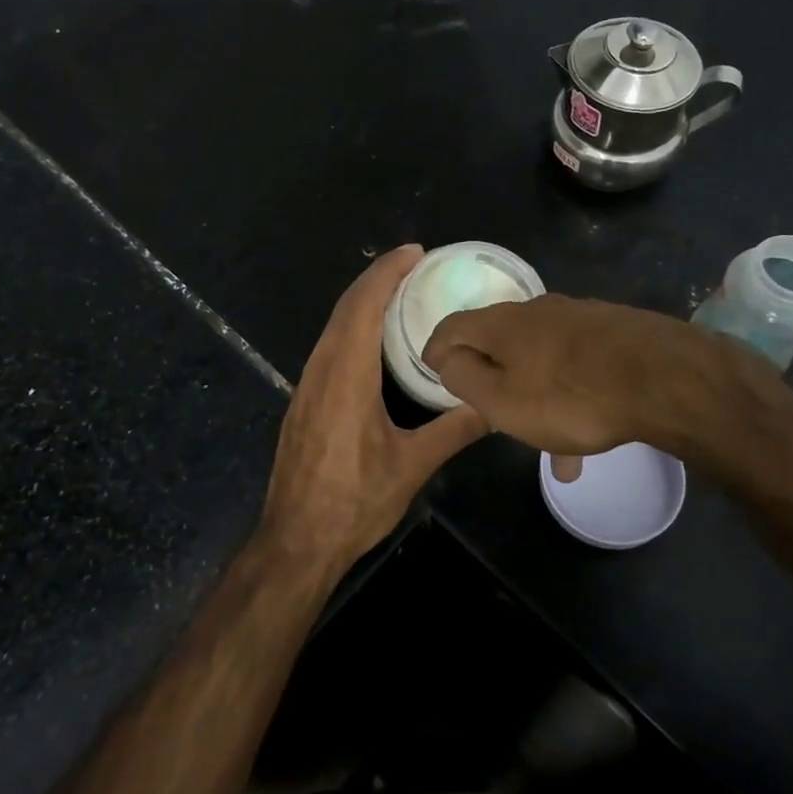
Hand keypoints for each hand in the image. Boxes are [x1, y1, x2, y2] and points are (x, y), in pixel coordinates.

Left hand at [260, 246, 486, 576]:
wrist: (296, 541)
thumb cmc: (353, 502)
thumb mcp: (411, 466)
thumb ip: (454, 430)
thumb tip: (496, 406)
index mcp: (346, 376)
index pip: (364, 307)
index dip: (387, 273)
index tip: (414, 252)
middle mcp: (321, 370)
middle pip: (345, 308)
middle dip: (377, 278)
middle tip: (413, 264)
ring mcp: (307, 385)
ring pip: (332, 326)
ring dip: (362, 301)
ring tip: (398, 292)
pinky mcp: (303, 401)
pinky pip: (327, 346)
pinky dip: (351, 326)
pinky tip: (371, 339)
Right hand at [423, 294, 792, 477]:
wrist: (666, 378)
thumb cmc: (572, 396)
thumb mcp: (503, 400)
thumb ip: (465, 379)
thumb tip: (448, 359)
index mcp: (502, 324)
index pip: (452, 325)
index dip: (436, 348)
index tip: (432, 369)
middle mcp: (537, 309)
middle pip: (499, 340)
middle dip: (491, 375)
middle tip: (491, 410)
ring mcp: (579, 317)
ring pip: (542, 357)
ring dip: (535, 393)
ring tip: (551, 446)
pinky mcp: (613, 329)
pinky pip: (577, 364)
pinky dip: (570, 393)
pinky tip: (590, 432)